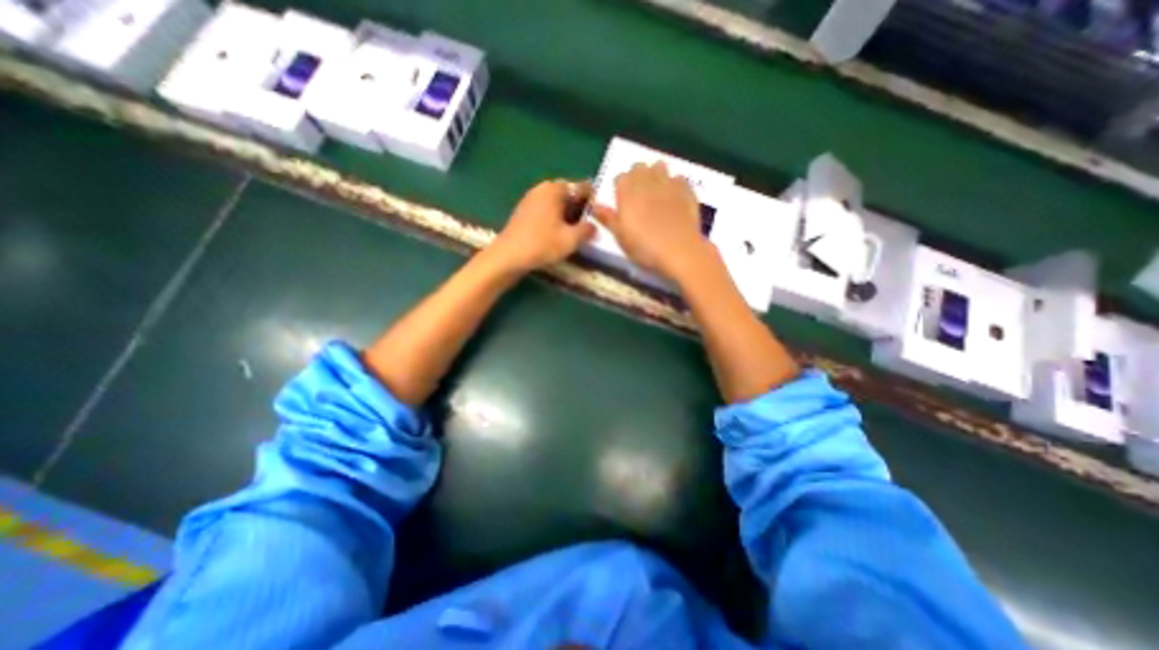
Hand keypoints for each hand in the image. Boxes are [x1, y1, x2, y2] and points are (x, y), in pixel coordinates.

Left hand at [487, 177, 596, 273]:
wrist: (508, 256)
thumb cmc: (541, 244)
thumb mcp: (571, 239)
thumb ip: (588, 230)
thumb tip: (595, 227)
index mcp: (555, 189)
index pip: (582, 188)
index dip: (594, 202)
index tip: (601, 217)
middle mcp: (542, 188)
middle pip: (569, 195)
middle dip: (581, 209)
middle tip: (590, 226)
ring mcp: (531, 199)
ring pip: (558, 204)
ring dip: (569, 216)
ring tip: (577, 233)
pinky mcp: (524, 212)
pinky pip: (547, 211)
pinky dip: (556, 220)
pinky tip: (560, 235)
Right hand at [593, 160, 710, 280]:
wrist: (678, 250)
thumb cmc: (643, 246)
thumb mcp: (619, 235)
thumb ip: (607, 217)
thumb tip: (593, 205)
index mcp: (627, 190)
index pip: (620, 177)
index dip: (620, 187)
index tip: (621, 200)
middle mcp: (647, 180)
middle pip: (639, 167)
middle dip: (637, 176)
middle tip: (638, 196)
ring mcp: (669, 183)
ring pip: (660, 167)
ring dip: (656, 175)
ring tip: (656, 192)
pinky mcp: (687, 190)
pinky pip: (678, 178)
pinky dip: (674, 183)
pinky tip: (673, 198)